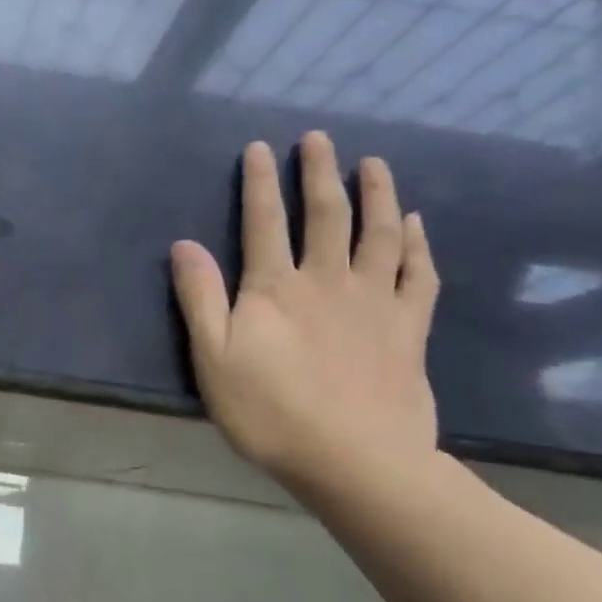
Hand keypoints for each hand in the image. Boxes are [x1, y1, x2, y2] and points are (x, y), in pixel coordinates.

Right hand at [170, 132, 439, 492]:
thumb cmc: (271, 412)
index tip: (260, 147)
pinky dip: (416, 245)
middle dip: (320, 172)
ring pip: (378, 234)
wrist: (354, 461)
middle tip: (320, 139)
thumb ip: (199, 298)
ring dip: (376, 194)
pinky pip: (417, 275)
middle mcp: (326, 281)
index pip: (264, 221)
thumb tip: (184, 244)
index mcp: (275, 288)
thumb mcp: (212, 358)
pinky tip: (414, 224)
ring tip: (374, 164)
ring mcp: (373, 302)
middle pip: (325, 215)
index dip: (259, 182)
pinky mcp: (407, 328)